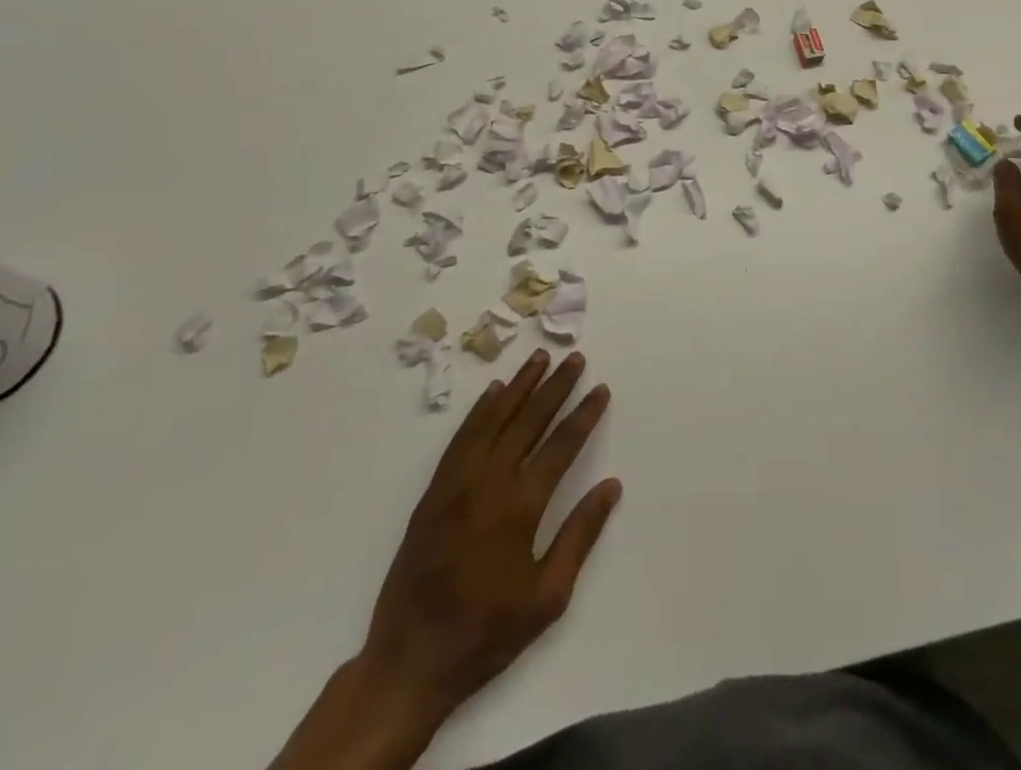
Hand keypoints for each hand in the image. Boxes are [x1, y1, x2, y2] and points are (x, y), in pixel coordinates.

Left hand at [357, 351, 621, 729]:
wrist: (409, 662)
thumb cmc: (486, 633)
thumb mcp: (547, 597)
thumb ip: (580, 535)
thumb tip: (611, 486)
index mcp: (519, 507)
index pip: (561, 446)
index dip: (584, 415)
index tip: (600, 389)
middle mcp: (488, 483)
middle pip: (528, 421)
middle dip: (555, 387)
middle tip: (575, 358)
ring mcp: (456, 484)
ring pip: (492, 419)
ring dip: (519, 386)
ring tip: (540, 358)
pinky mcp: (433, 492)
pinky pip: (461, 438)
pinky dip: (480, 410)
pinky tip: (493, 392)